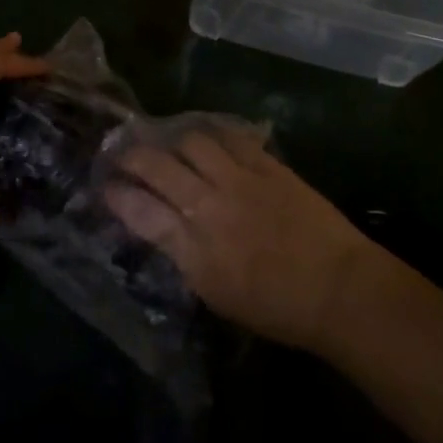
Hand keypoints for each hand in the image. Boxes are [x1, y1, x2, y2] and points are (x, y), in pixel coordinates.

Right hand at [105, 128, 374, 351]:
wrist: (337, 288)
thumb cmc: (277, 308)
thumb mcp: (217, 294)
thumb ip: (185, 255)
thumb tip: (163, 226)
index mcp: (195, 250)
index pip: (140, 212)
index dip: (117, 195)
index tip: (105, 186)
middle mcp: (210, 207)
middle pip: (157, 168)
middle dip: (132, 157)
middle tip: (123, 153)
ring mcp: (239, 180)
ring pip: (191, 141)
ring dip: (173, 140)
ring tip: (169, 143)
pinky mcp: (266, 164)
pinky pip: (230, 136)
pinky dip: (213, 134)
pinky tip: (207, 137)